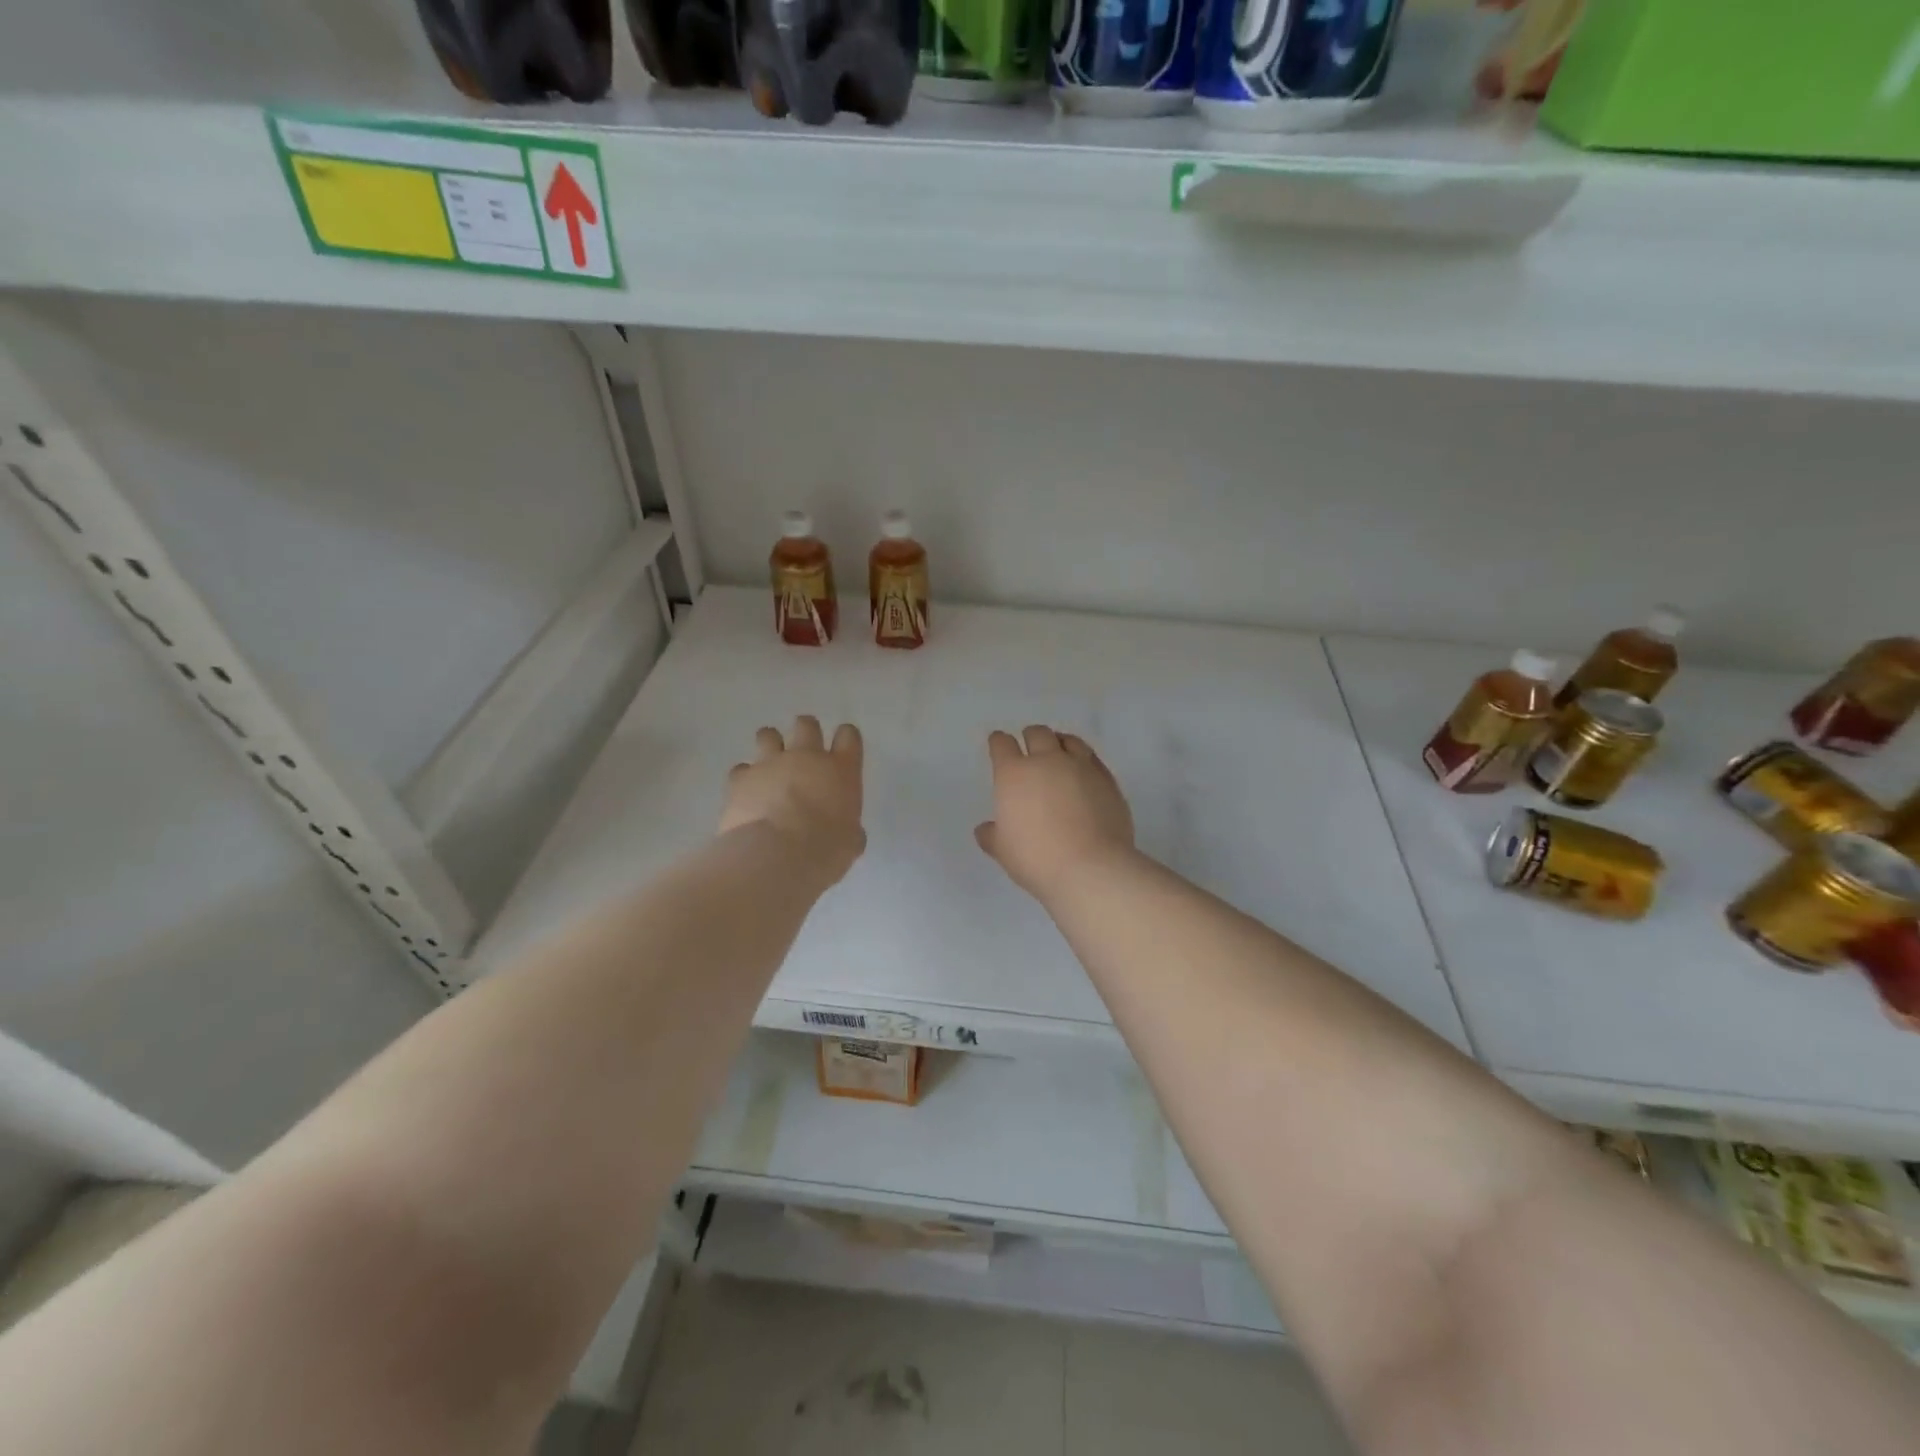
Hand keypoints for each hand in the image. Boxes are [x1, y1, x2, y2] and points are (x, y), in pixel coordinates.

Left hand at [720, 716, 865, 880]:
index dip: (845, 739)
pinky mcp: (740, 778)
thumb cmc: (824, 850)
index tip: (842, 751)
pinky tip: (747, 794)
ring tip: (770, 766)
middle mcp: (806, 757)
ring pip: (768, 734)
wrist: (775, 856)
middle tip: (803, 753)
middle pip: (807, 725)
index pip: (848, 735)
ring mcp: (770, 763)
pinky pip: (741, 769)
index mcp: (841, 769)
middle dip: (806, 733)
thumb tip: (847, 832)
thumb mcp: (850, 841)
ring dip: (770, 746)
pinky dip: (745, 778)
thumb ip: (849, 827)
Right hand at [976, 726, 1135, 904]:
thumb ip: (992, 835)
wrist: (1091, 868)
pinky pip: (1093, 759)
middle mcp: (1047, 761)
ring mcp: (1081, 767)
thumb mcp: (1003, 851)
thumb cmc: (1036, 858)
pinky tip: (1084, 771)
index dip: (999, 742)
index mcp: (1014, 774)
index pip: (1002, 744)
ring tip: (1059, 751)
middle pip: (1038, 734)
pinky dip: (1085, 760)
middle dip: (1030, 737)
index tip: (999, 744)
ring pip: (1069, 740)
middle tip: (1029, 746)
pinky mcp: (1107, 780)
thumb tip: (986, 829)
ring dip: (1060, 742)